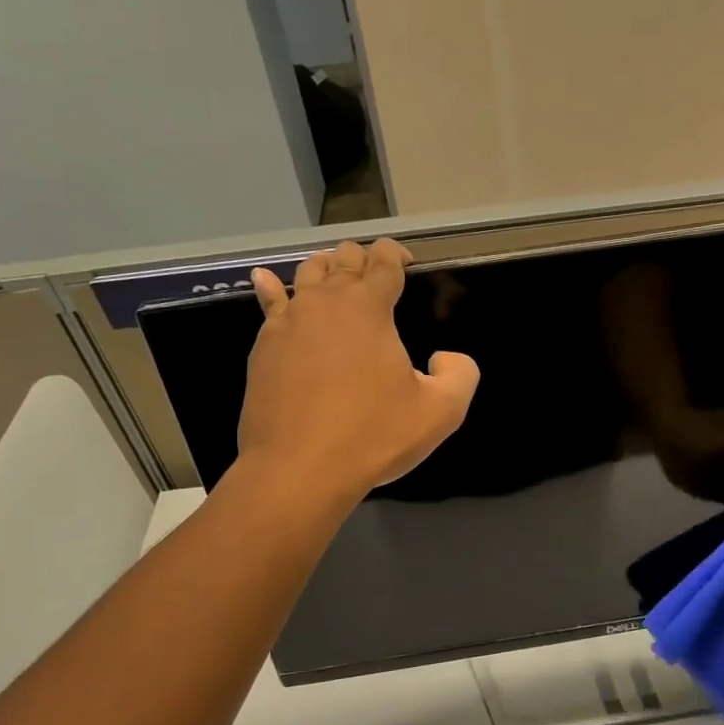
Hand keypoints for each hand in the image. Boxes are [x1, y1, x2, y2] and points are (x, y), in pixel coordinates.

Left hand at [240, 240, 479, 501]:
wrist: (299, 469)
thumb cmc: (373, 436)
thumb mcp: (442, 411)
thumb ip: (460, 374)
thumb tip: (445, 357)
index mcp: (369, 307)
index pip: (384, 260)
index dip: (398, 255)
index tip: (407, 264)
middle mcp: (326, 301)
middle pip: (344, 258)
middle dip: (363, 259)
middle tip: (377, 279)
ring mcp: (289, 321)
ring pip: (306, 273)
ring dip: (326, 269)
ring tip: (336, 278)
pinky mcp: (263, 346)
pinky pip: (269, 303)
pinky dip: (272, 287)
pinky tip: (266, 279)